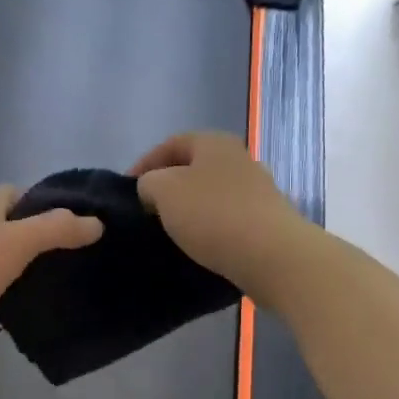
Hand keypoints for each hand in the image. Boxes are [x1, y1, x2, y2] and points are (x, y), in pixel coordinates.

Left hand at [0, 184, 102, 338]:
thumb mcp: (18, 242)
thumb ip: (57, 229)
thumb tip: (97, 222)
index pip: (17, 192)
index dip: (43, 203)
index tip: (69, 225)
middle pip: (4, 226)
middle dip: (30, 239)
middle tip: (63, 261)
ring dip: (12, 270)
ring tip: (45, 288)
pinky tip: (11, 313)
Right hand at [131, 132, 309, 298]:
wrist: (272, 256)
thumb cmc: (212, 215)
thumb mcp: (164, 191)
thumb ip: (149, 183)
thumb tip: (153, 189)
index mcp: (214, 143)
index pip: (171, 144)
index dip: (144, 164)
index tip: (127, 191)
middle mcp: (239, 159)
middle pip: (193, 168)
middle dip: (169, 187)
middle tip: (146, 210)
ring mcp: (258, 190)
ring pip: (211, 194)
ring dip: (189, 209)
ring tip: (169, 230)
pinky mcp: (266, 220)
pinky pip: (227, 218)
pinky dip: (210, 228)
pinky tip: (198, 245)